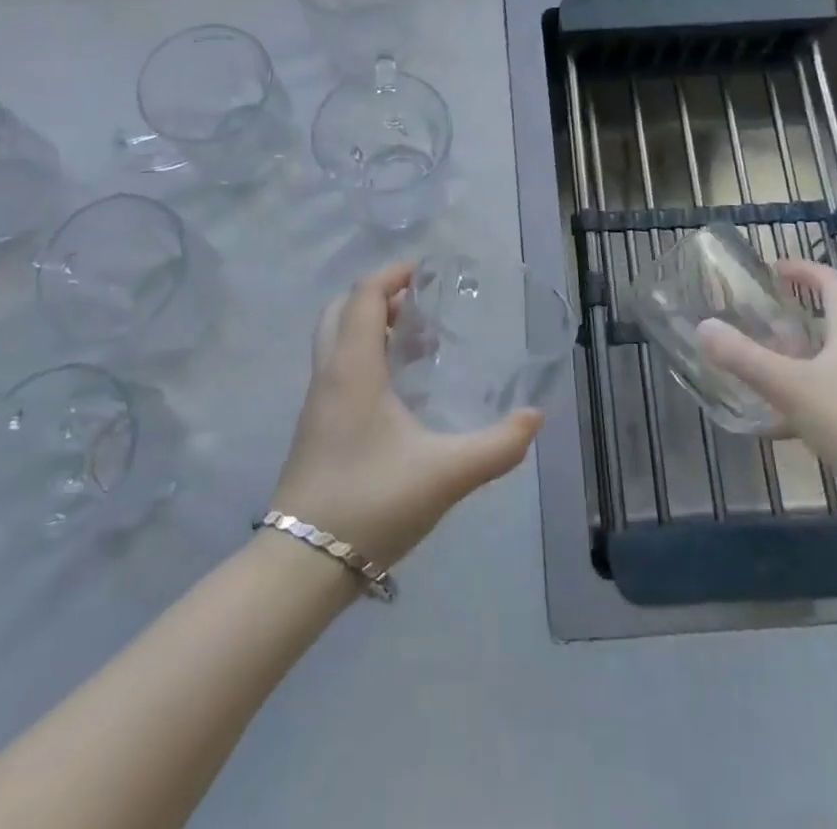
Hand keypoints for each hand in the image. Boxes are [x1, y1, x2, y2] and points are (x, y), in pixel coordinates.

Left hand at [269, 261, 543, 569]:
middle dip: (379, 297)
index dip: (392, 274)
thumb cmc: (371, 503)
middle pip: (341, 310)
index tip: (426, 271)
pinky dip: (363, 355)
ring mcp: (316, 402)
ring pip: (336, 340)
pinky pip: (337, 367)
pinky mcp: (315, 427)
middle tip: (420, 306)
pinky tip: (398, 390)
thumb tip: (534, 417)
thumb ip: (497, 446)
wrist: (302, 564)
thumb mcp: (445, 474)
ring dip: (370, 327)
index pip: (364, 296)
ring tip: (417, 344)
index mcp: (352, 369)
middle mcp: (328, 375)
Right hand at [700, 258, 836, 491]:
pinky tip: (773, 425)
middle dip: (790, 317)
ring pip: (824, 362)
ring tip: (754, 367)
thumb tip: (705, 326)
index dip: (805, 269)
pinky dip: (798, 401)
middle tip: (753, 320)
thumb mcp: (790, 386)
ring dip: (791, 360)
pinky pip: (826, 398)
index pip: (833, 283)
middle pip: (828, 322)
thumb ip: (745, 357)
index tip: (774, 269)